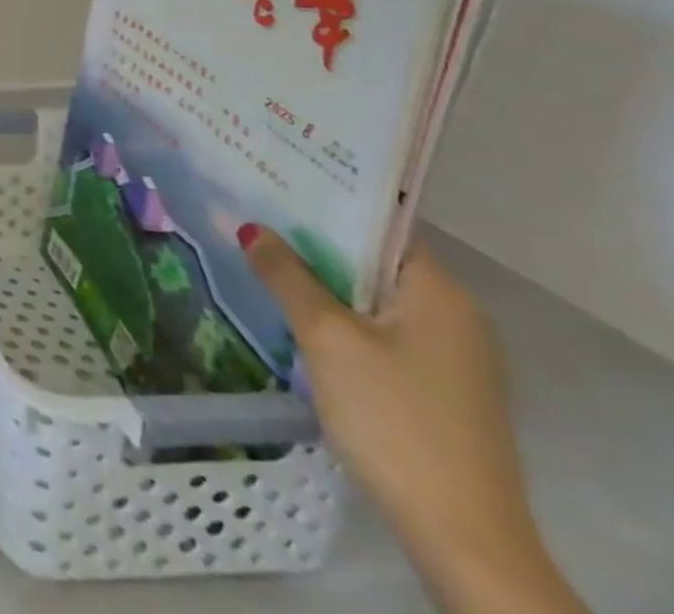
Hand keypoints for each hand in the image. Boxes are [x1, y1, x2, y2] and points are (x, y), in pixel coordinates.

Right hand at [243, 227, 585, 612]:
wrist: (460, 534)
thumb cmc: (394, 418)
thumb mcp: (327, 337)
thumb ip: (287, 275)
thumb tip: (252, 228)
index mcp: (440, 293)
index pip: (380, 224)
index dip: (326, 199)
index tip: (273, 178)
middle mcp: (454, 315)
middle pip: (374, 258)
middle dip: (313, 237)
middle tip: (251, 210)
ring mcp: (450, 355)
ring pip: (373, 295)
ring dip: (322, 277)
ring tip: (260, 252)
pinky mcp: (437, 386)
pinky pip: (379, 327)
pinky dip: (338, 312)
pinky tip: (294, 310)